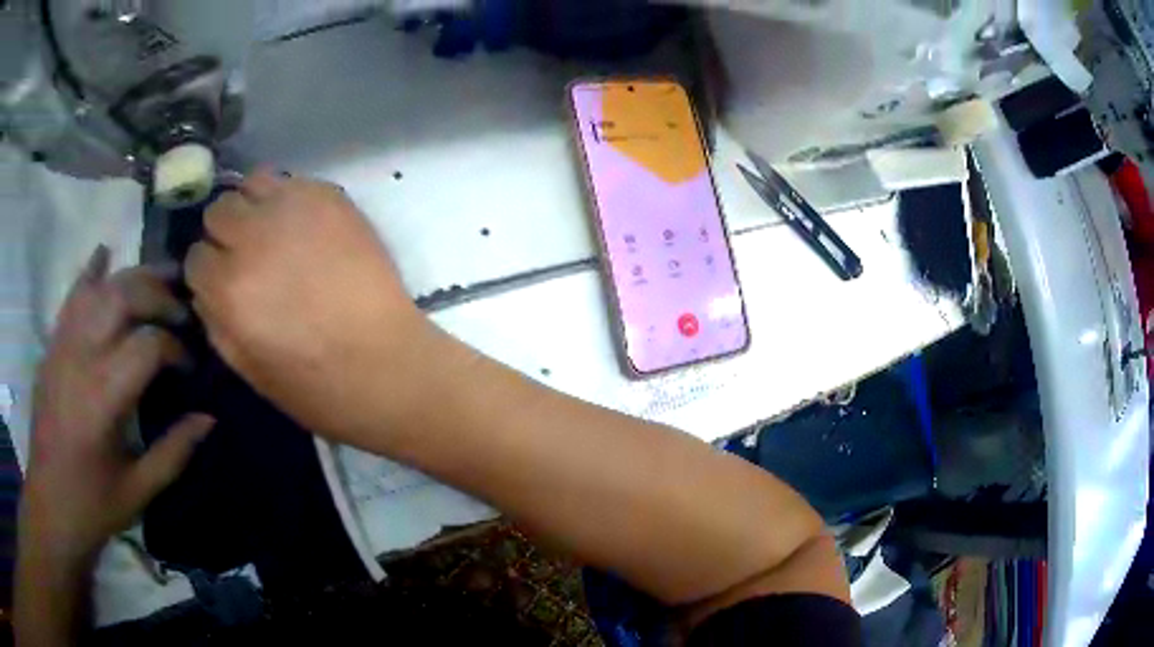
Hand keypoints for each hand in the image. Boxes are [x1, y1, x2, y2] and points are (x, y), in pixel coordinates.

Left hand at [22, 247, 214, 564]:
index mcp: (104, 398)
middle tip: (182, 311)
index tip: (190, 366)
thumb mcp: (139, 490)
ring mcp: (62, 346)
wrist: (50, 505)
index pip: (149, 345)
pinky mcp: (52, 346)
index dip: (177, 348)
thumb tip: (208, 418)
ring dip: (133, 276)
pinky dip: (90, 272)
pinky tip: (104, 254)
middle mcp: (81, 358)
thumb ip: (174, 452)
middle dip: (160, 295)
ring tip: (160, 275)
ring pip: (100, 287)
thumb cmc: (93, 505)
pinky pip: (71, 296)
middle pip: (124, 297)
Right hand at [185, 171, 435, 444]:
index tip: (222, 279)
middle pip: (219, 211)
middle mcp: (252, 238)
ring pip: (253, 184)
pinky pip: (294, 182)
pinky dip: (290, 199)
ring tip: (273, 232)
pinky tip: (305, 226)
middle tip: (248, 253)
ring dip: (254, 207)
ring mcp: (294, 210)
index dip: (208, 271)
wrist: (386, 365)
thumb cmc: (314, 386)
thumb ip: (214, 321)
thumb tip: (205, 289)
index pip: (195, 257)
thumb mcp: (246, 367)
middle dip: (225, 233)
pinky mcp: (331, 198)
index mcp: (226, 288)